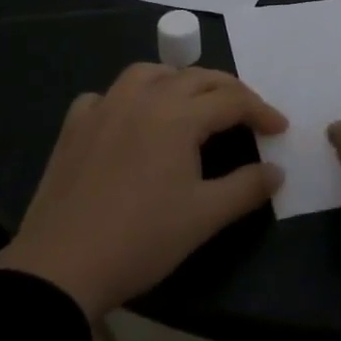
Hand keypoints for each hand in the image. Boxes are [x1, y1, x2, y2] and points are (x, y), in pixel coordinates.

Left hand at [0, 64, 286, 320]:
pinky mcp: (74, 127)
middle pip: (196, 77)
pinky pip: (105, 95)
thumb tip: (277, 171)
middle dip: (228, 90)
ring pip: (148, 73)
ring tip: (191, 102)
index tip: (280, 129)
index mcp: (178, 116)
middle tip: (248, 113)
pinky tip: (129, 119)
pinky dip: (126, 98)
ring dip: (178, 80)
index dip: (261, 111)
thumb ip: (246, 187)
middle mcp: (143, 99)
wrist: (61, 266)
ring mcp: (104, 108)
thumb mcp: (204, 217)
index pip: (232, 100)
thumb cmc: (141, 239)